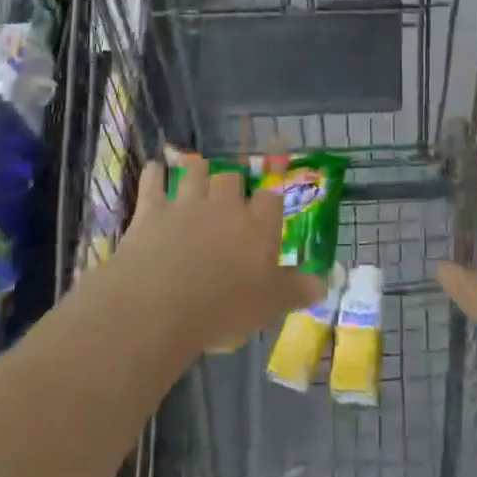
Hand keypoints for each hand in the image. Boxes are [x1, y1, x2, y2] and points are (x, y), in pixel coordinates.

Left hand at [118, 155, 325, 351]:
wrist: (160, 304)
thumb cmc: (222, 308)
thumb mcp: (268, 306)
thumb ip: (295, 291)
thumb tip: (324, 285)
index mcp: (257, 225)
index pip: (270, 199)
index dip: (269, 201)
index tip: (267, 209)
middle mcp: (224, 205)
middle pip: (231, 177)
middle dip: (231, 182)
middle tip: (228, 194)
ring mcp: (186, 204)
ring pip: (195, 171)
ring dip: (196, 169)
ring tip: (197, 171)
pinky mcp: (151, 210)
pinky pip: (153, 181)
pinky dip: (154, 173)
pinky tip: (154, 168)